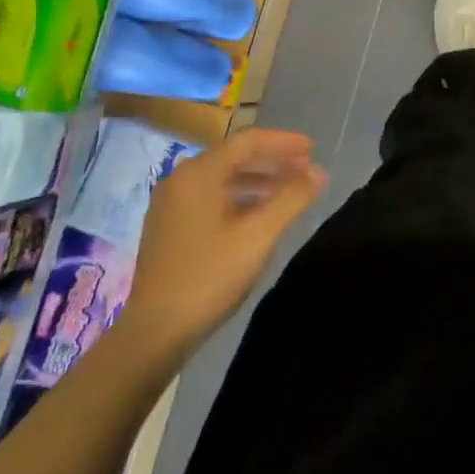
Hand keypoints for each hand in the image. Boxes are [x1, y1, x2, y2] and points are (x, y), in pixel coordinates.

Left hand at [117, 128, 326, 373]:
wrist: (155, 332)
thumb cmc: (209, 276)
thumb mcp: (258, 235)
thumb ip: (291, 198)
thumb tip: (319, 173)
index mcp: (199, 174)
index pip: (247, 142)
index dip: (283, 142)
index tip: (313, 148)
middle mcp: (181, 180)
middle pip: (234, 157)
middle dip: (273, 161)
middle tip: (307, 168)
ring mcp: (171, 205)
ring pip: (223, 179)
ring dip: (259, 180)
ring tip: (290, 190)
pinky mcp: (170, 228)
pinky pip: (212, 198)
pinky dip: (240, 198)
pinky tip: (260, 214)